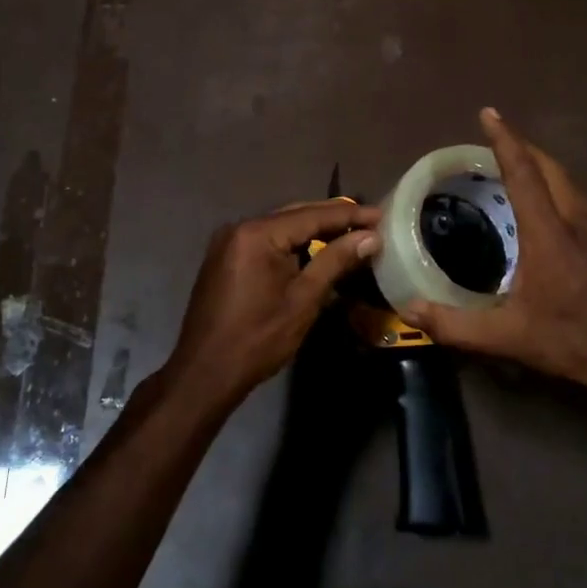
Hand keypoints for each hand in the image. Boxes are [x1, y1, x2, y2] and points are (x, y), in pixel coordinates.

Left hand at [166, 200, 383, 403]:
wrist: (204, 373)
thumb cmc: (258, 339)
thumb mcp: (303, 299)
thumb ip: (335, 261)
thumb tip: (370, 237)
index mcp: (257, 234)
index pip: (312, 216)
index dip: (349, 216)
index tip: (381, 215)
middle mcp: (240, 227)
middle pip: (295, 214)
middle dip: (333, 218)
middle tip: (370, 221)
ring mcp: (229, 242)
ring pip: (281, 226)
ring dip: (314, 229)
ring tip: (350, 231)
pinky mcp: (226, 257)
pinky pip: (266, 240)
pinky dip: (292, 242)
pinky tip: (316, 248)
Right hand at [400, 109, 586, 404]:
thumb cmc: (573, 342)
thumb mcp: (508, 337)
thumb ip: (455, 325)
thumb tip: (411, 310)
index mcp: (549, 232)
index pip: (523, 173)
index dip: (504, 140)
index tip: (489, 114)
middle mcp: (579, 220)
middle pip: (551, 169)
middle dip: (525, 148)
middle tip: (499, 143)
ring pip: (572, 186)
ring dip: (546, 172)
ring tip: (522, 176)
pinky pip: (585, 207)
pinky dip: (563, 196)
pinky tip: (555, 221)